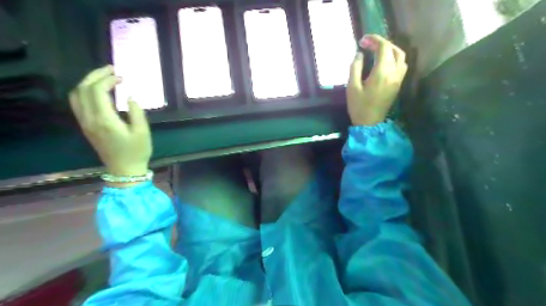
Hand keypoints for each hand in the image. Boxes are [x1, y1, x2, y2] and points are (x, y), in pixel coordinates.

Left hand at [70, 64, 152, 178]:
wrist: (124, 169)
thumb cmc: (137, 151)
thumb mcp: (143, 132)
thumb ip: (137, 112)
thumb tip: (130, 96)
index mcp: (105, 120)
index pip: (97, 91)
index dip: (108, 80)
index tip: (122, 77)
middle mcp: (90, 119)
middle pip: (83, 89)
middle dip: (96, 75)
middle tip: (111, 69)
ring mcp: (85, 123)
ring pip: (76, 95)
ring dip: (88, 82)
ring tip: (103, 77)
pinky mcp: (86, 126)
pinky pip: (77, 103)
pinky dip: (84, 92)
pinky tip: (97, 91)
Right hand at [348, 34, 406, 125]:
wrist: (370, 123)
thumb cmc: (359, 106)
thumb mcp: (352, 87)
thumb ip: (355, 68)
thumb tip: (359, 54)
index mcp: (382, 72)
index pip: (384, 47)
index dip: (374, 40)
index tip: (362, 40)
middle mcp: (394, 73)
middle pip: (394, 49)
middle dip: (381, 43)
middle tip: (368, 44)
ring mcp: (398, 79)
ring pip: (401, 56)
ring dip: (390, 49)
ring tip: (377, 50)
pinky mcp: (398, 84)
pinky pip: (401, 65)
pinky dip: (394, 58)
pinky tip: (384, 61)